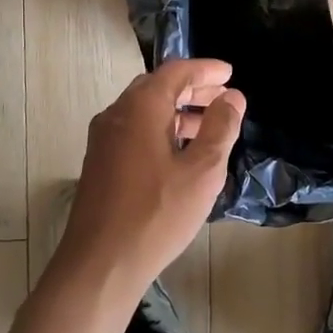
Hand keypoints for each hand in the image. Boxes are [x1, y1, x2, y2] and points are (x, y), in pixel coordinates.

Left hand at [58, 59, 245, 294]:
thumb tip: (232, 97)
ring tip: (209, 126)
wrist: (100, 263)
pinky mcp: (100, 163)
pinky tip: (180, 153)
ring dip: (178, 112)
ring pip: (145, 111)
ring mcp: (103, 139)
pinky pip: (134, 131)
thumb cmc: (156, 214)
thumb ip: (220, 128)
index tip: (230, 73)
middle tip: (224, 97)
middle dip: (193, 89)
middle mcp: (116, 114)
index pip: (176, 71)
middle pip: (158, 88)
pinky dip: (161, 129)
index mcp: (140, 107)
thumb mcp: (202, 171)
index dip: (205, 69)